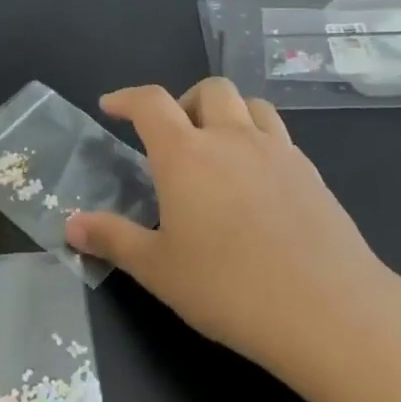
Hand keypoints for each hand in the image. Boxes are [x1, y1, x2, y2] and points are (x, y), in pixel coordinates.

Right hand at [66, 79, 400, 371]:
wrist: (330, 311)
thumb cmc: (229, 288)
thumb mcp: (157, 269)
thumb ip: (111, 239)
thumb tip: (70, 225)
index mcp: (186, 154)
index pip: (150, 102)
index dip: (126, 98)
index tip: (110, 106)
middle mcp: (232, 138)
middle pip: (209, 90)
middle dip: (184, 101)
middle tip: (172, 137)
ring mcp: (278, 152)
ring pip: (251, 105)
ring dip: (227, 113)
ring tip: (216, 149)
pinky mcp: (312, 174)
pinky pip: (279, 136)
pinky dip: (258, 139)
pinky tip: (256, 182)